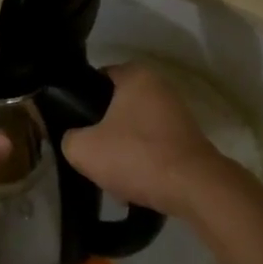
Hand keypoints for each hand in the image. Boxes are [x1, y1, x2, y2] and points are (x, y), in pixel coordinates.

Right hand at [60, 63, 234, 218]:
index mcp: (136, 74)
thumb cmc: (137, 156)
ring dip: (123, 150)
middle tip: (90, 153)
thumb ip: (68, 138)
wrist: (194, 188)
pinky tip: (134, 185)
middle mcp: (159, 85)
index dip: (80, 101)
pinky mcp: (188, 138)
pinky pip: (154, 145)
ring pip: (134, 129)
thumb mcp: (84, 149)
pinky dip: (143, 161)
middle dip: (103, 130)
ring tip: (112, 176)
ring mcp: (177, 112)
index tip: (72, 125)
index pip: (97, 79)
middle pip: (116, 106)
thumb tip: (73, 139)